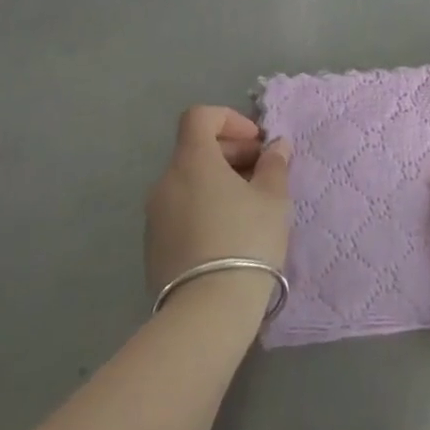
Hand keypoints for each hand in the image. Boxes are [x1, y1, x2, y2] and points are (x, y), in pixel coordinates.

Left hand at [145, 106, 290, 297]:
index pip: (199, 116)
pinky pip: (180, 211)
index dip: (229, 119)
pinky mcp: (152, 247)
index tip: (255, 143)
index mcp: (192, 161)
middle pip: (195, 149)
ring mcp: (154, 216)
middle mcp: (166, 181)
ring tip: (249, 207)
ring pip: (188, 182)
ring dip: (217, 182)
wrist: (207, 312)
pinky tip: (228, 235)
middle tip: (262, 174)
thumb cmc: (246, 240)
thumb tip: (276, 146)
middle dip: (230, 153)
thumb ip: (274, 165)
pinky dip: (203, 208)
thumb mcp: (273, 198)